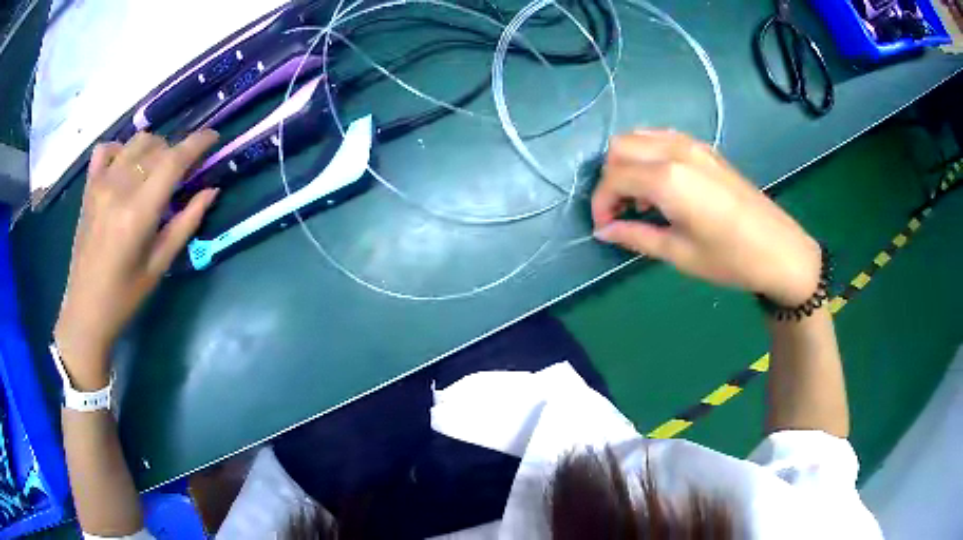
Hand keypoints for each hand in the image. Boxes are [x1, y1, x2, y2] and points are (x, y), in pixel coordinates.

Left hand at [54, 131, 219, 388]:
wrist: (85, 310)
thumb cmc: (126, 295)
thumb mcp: (160, 264)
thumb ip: (186, 223)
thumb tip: (212, 190)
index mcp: (139, 212)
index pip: (174, 160)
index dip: (198, 143)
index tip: (214, 137)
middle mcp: (119, 188)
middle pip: (157, 147)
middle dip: (177, 152)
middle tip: (184, 172)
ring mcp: (100, 184)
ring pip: (136, 142)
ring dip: (154, 149)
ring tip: (157, 170)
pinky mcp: (89, 187)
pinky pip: (107, 148)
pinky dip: (121, 149)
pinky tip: (126, 165)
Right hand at [592, 130, 820, 306]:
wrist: (779, 250)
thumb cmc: (730, 259)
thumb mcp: (679, 254)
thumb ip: (636, 236)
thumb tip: (604, 231)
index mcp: (667, 179)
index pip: (613, 178)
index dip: (601, 203)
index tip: (604, 228)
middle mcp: (675, 151)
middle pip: (619, 147)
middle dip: (610, 178)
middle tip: (620, 212)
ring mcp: (692, 145)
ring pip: (639, 136)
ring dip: (628, 163)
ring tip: (641, 200)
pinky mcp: (705, 148)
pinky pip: (662, 138)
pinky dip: (648, 155)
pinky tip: (661, 185)